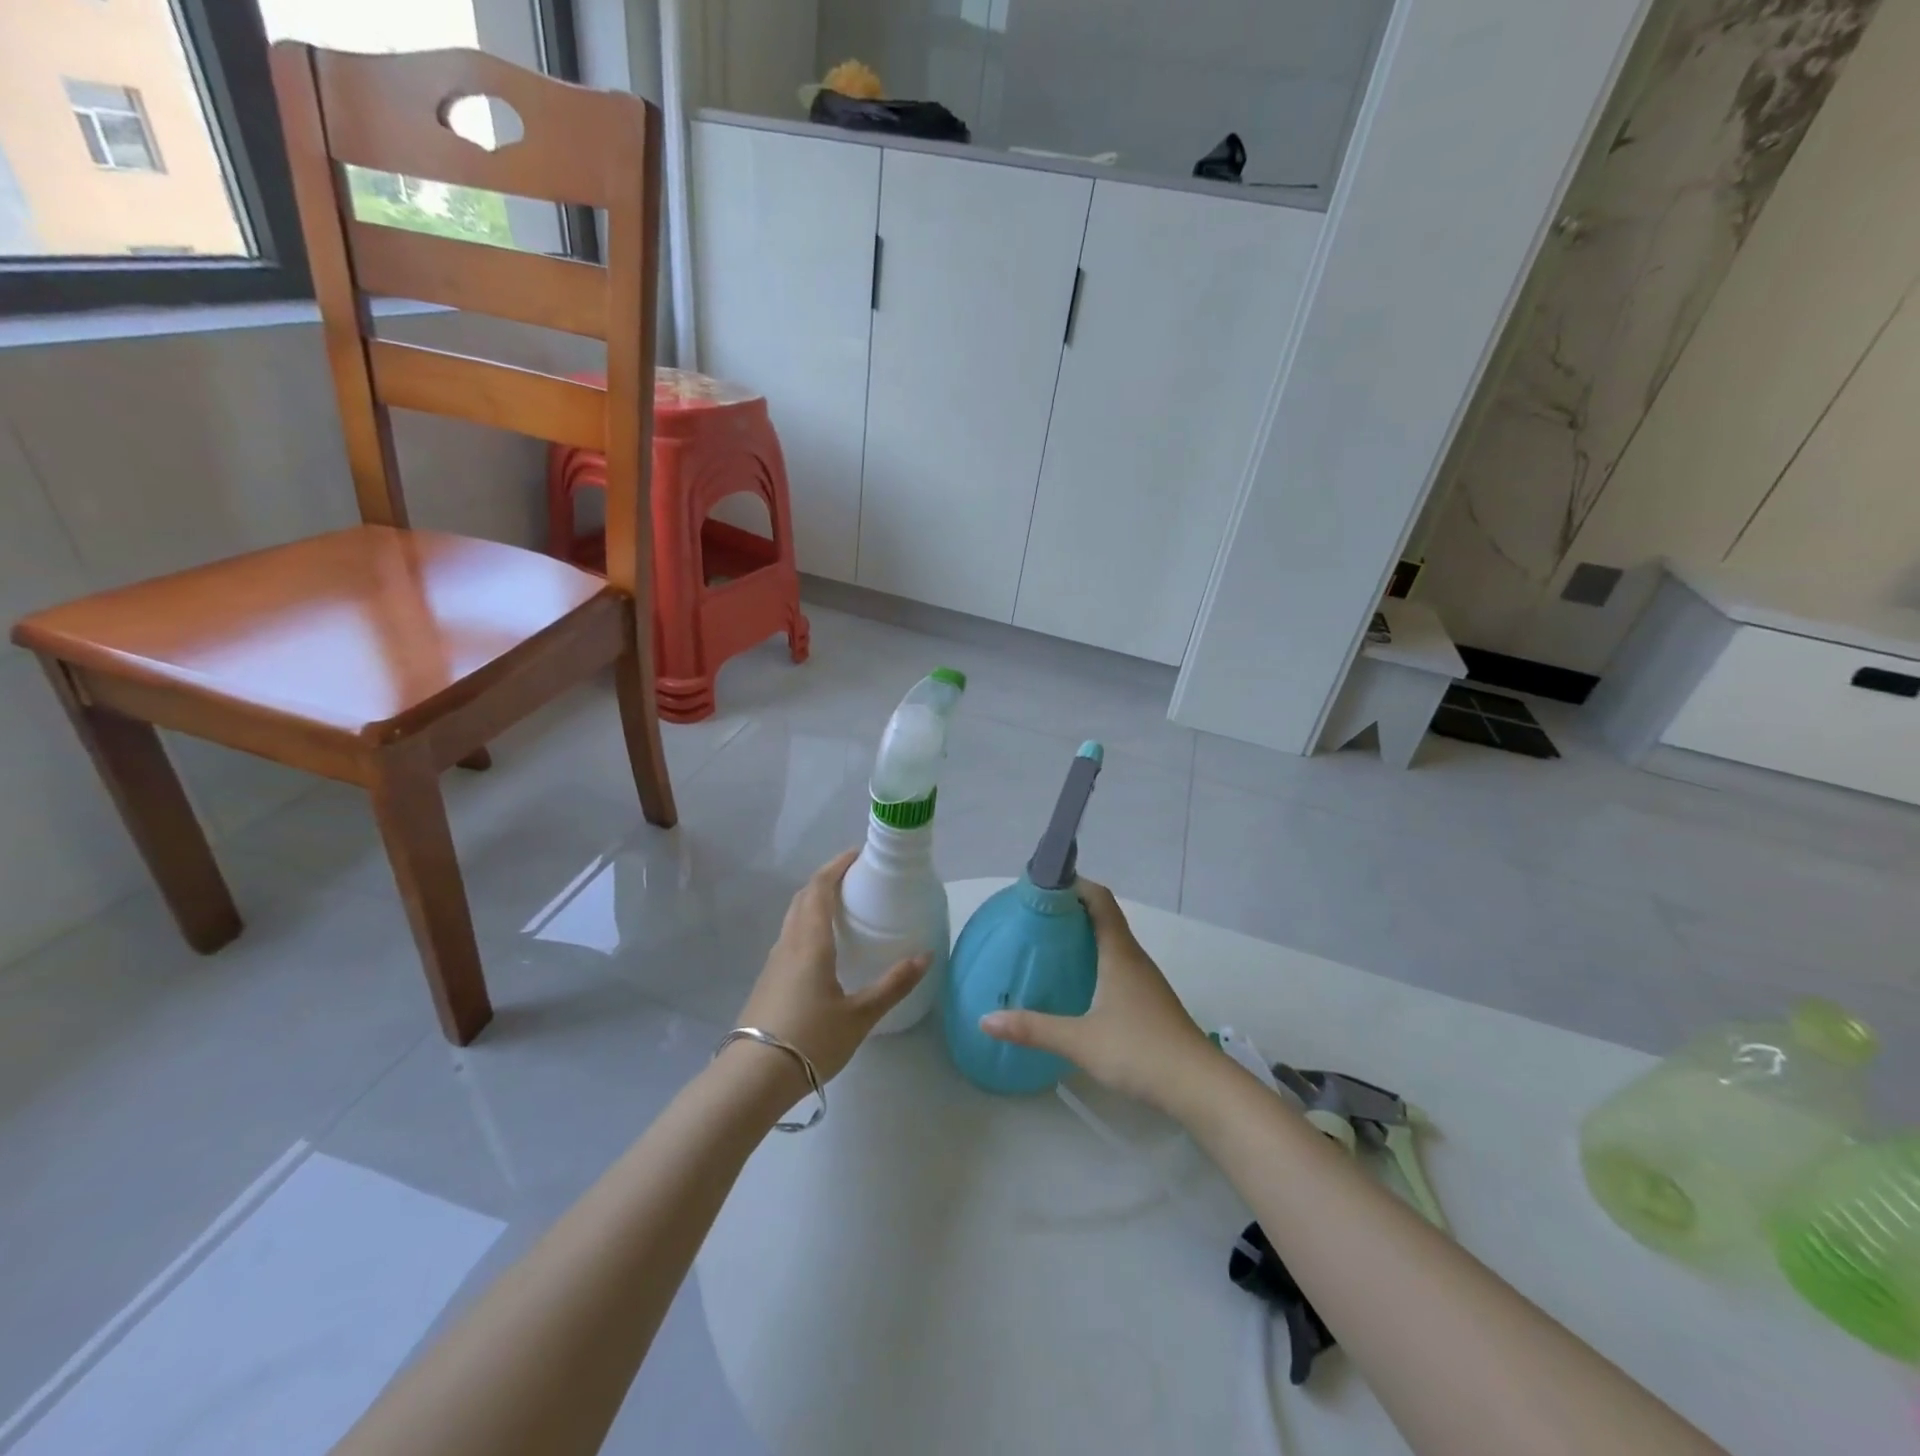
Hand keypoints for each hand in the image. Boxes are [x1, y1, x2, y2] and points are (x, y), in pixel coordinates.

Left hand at [735, 850, 929, 1084]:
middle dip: (827, 879)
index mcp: (810, 942)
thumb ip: (893, 984)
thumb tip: (925, 956)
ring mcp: (774, 962)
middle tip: (855, 878)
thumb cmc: (810, 1040)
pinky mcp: (768, 980)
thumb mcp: (860, 1016)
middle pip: (804, 897)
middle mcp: (789, 943)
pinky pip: (789, 937)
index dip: (837, 866)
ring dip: (814, 901)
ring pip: (793, 917)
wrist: (753, 1078)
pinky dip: (807, 924)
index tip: (858, 855)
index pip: (820, 888)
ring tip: (842, 907)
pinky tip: (823, 947)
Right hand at [979, 879, 1218, 1113]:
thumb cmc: (1140, 1051)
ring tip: (1049, 947)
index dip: (1074, 885)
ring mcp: (1145, 981)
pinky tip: (1077, 985)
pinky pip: (1118, 966)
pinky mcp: (1149, 1002)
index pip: (1100, 900)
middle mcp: (1134, 958)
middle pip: (1104, 918)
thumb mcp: (1079, 1040)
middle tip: (1034, 918)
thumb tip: (985, 1019)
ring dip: (1084, 938)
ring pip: (1112, 944)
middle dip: (1071, 911)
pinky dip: (1095, 962)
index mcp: (1119, 953)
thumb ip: (1033, 1028)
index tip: (1043, 886)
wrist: (1199, 1087)